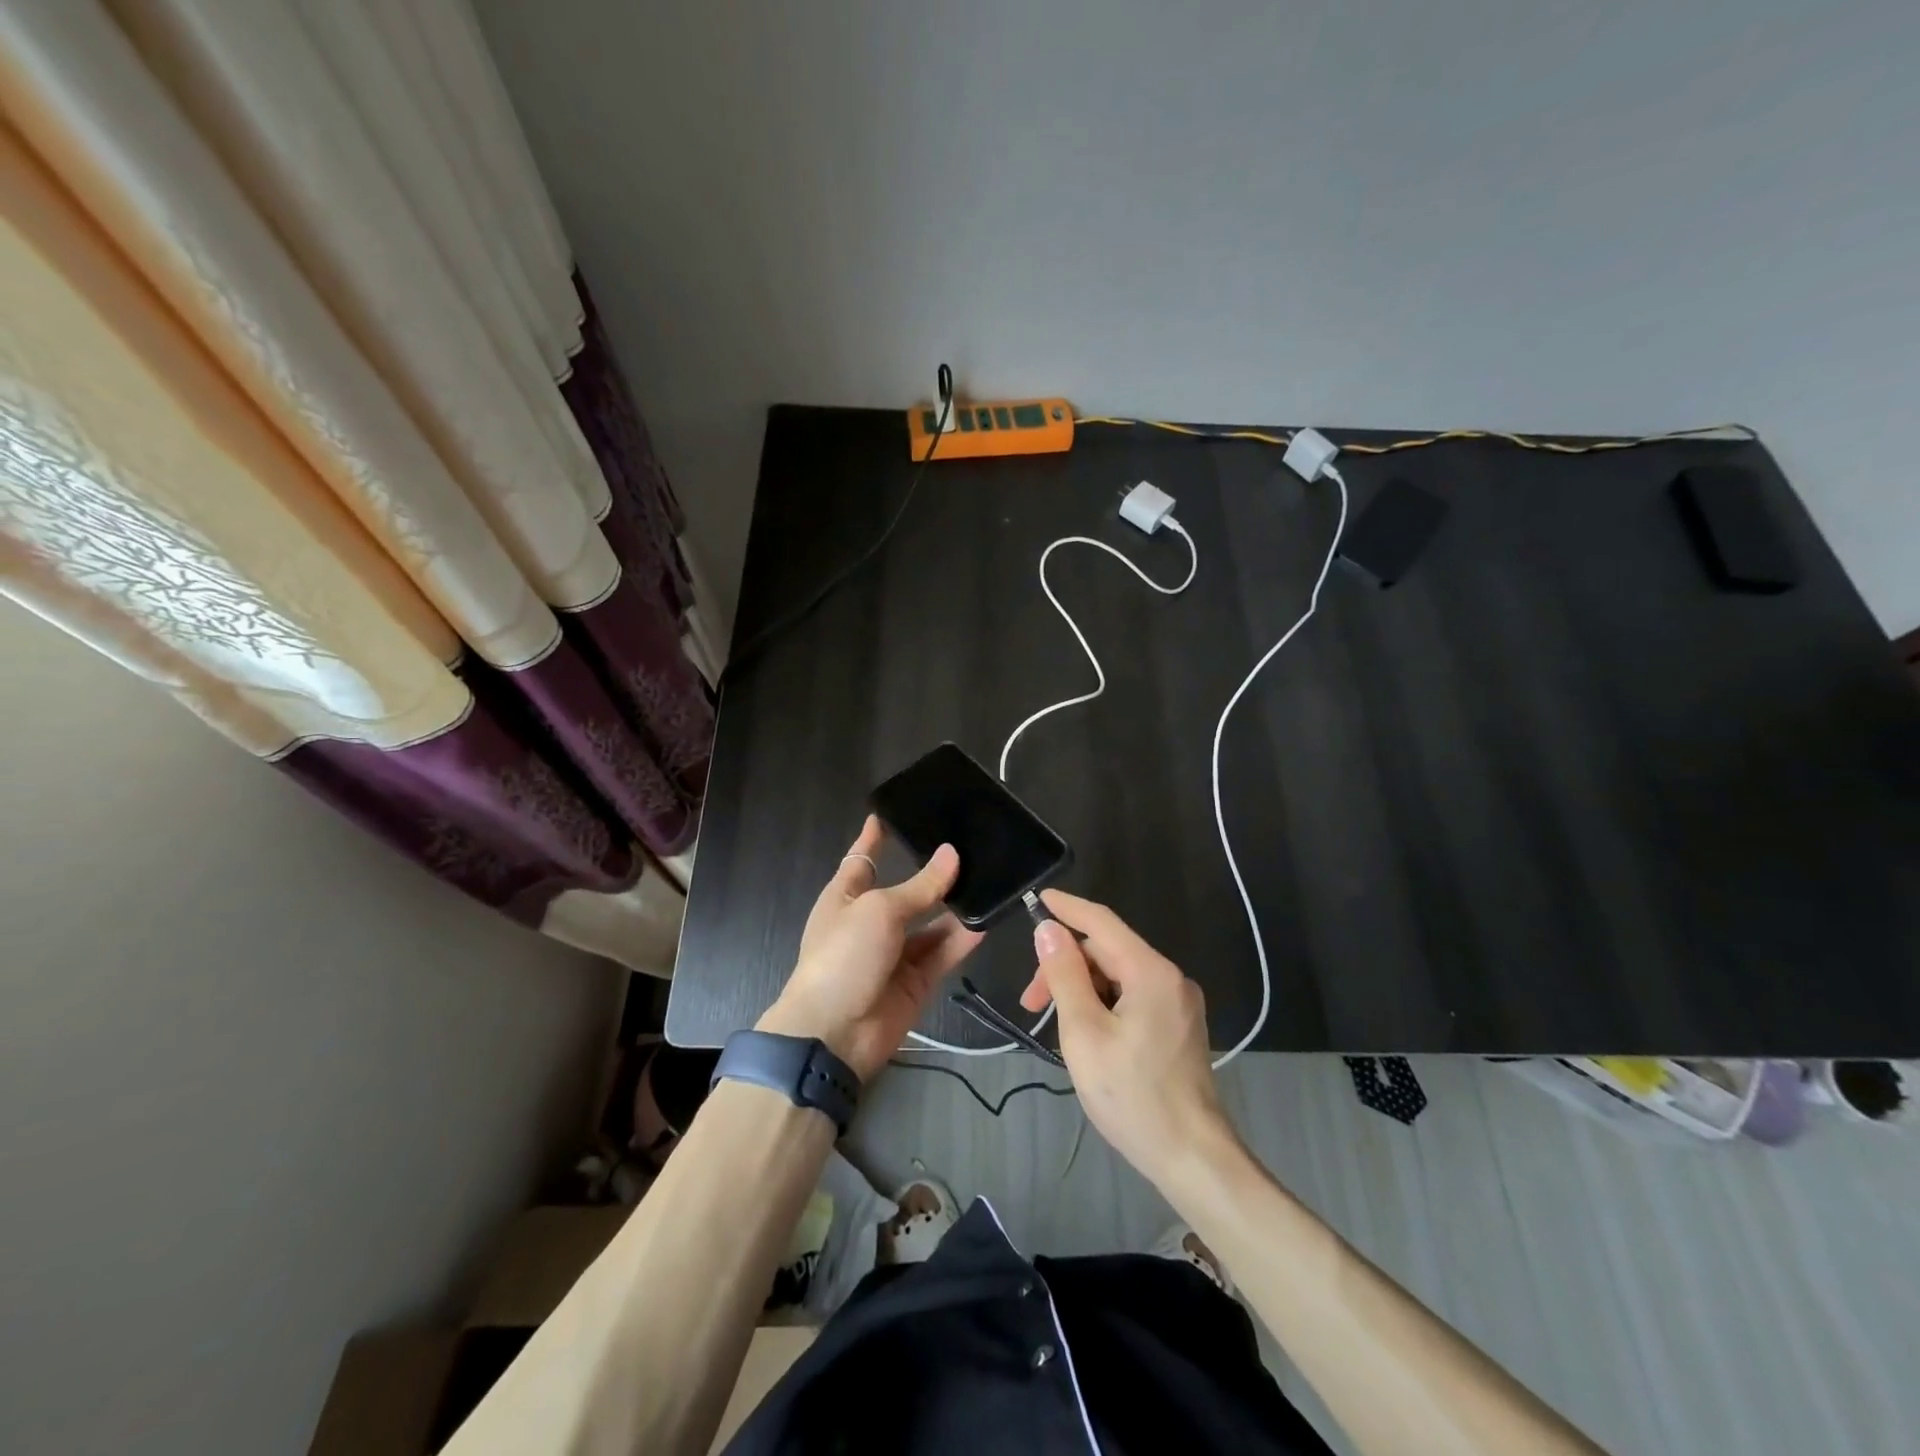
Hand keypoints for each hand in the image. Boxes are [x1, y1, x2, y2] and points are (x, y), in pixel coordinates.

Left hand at [757, 816, 983, 1080]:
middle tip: (969, 846)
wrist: (834, 1034)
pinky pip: (942, 953)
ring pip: (930, 923)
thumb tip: (951, 854)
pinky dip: (962, 939)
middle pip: (906, 892)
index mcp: (845, 897)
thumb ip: (920, 886)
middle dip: (932, 874)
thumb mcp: (879, 910)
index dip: (874, 838)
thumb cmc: (843, 956)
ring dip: (954, 907)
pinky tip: (986, 919)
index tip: (889, 813)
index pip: (862, 859)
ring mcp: (894, 953)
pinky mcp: (916, 982)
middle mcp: (870, 922)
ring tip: (988, 879)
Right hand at [1018, 889, 1233, 1186]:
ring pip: (1119, 977)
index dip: (1067, 908)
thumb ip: (1065, 976)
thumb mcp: (1084, 1033)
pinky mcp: (1179, 1026)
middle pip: (1108, 952)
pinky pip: (1133, 997)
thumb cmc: (1132, 1096)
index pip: (1102, 922)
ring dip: (1082, 990)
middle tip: (1030, 1002)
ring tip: (1056, 1026)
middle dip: (1066, 967)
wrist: (1192, 1158)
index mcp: (1151, 972)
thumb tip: (1049, 930)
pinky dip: (1102, 1004)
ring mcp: (1178, 1003)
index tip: (1037, 900)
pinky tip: (1085, 1033)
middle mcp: (1170, 978)